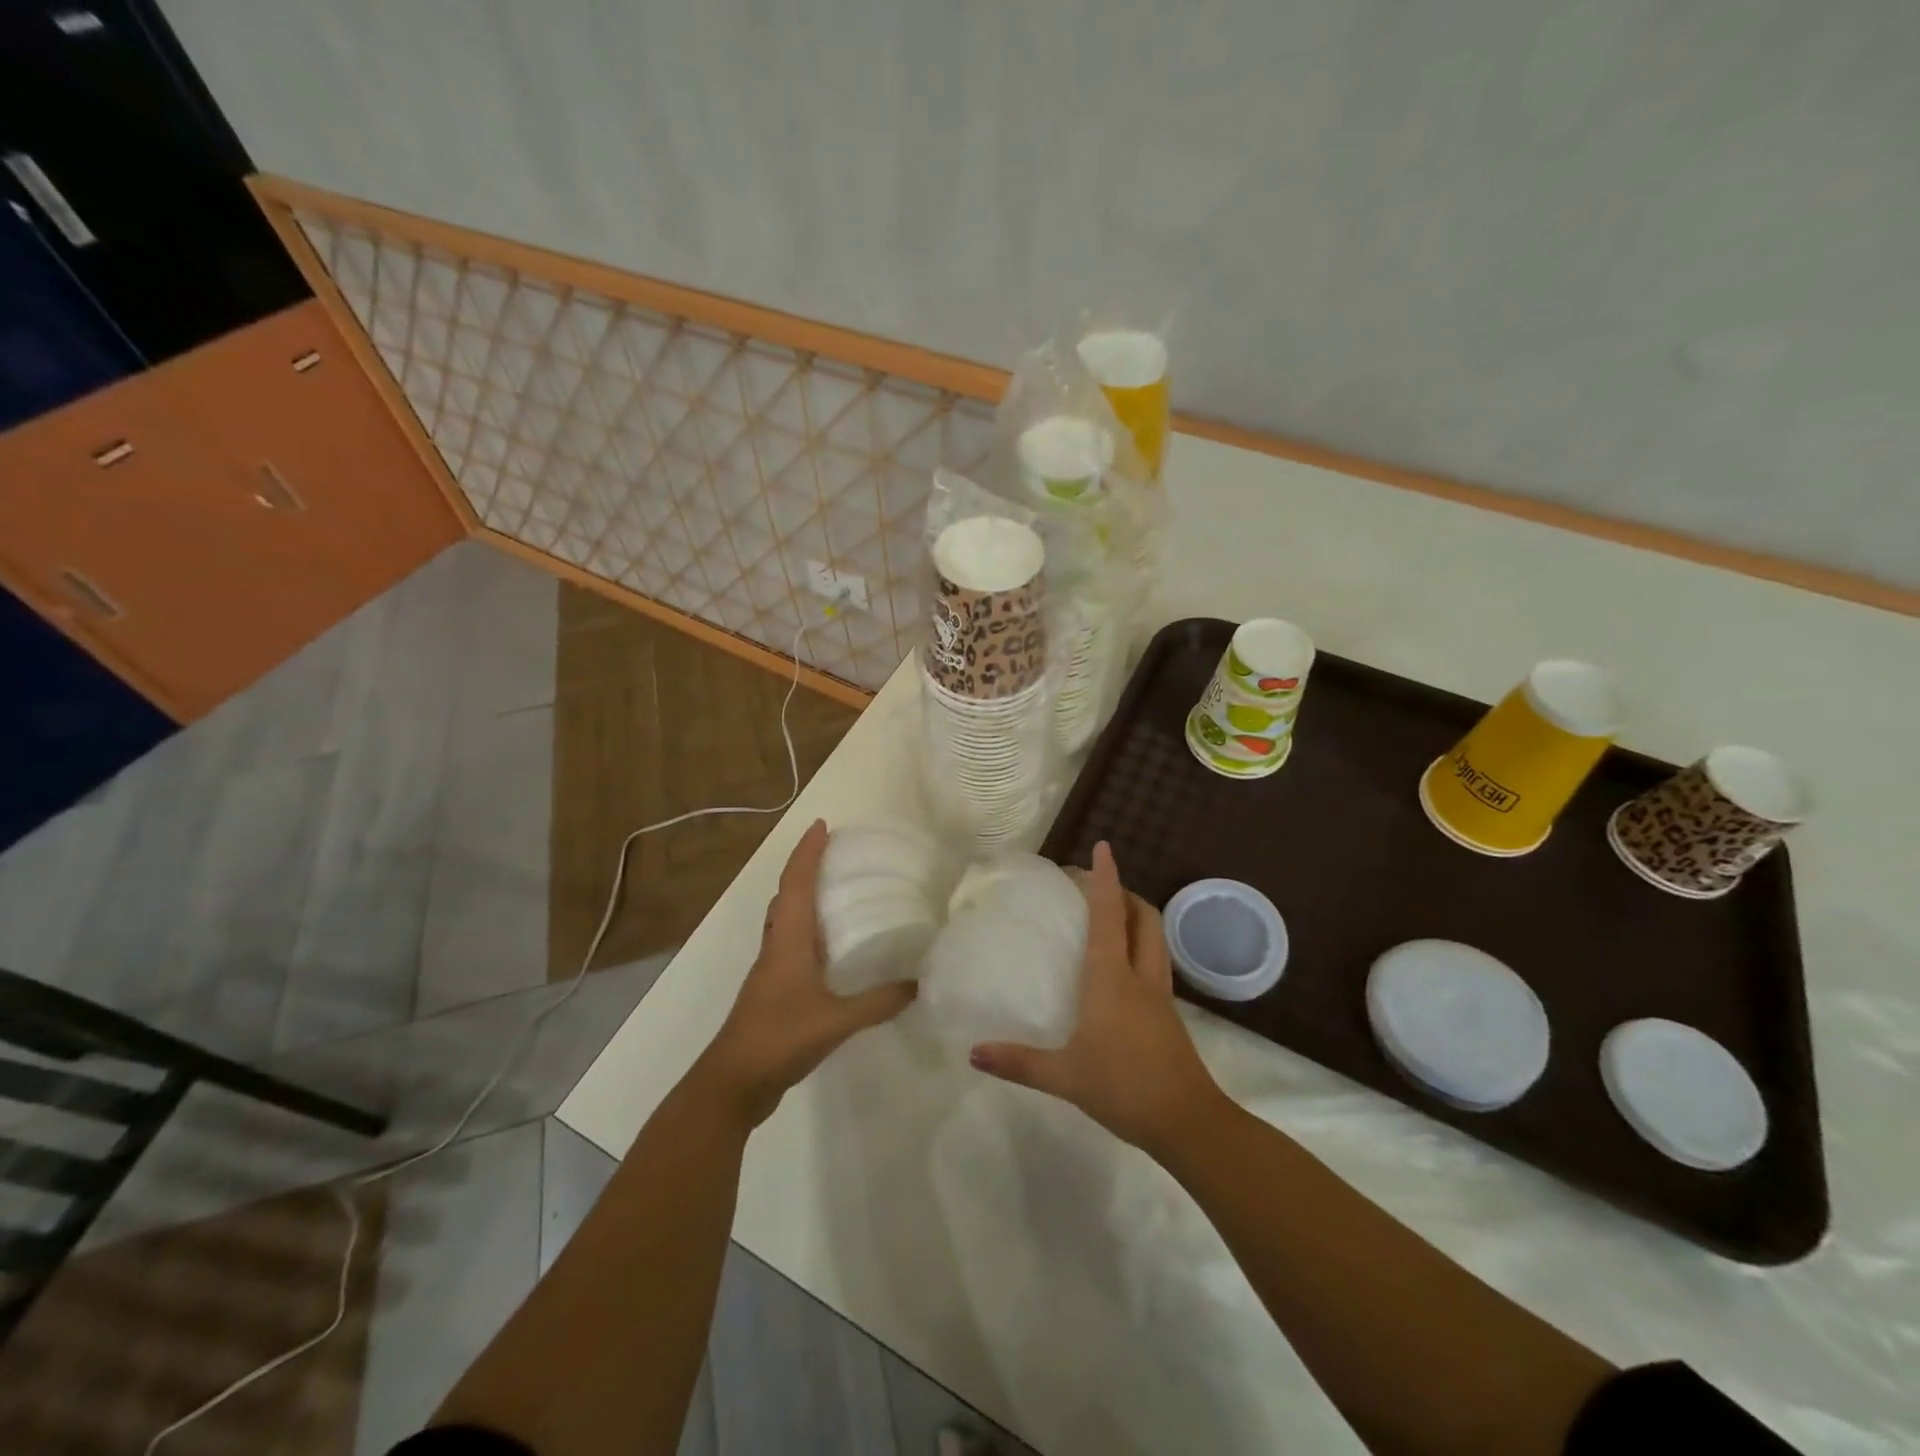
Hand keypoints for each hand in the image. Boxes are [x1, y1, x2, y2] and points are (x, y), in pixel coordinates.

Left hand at [697, 820, 916, 1126]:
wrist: (732, 1084)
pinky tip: (833, 947)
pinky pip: (793, 944)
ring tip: (839, 890)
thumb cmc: (779, 1038)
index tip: (823, 825)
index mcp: (788, 940)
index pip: (796, 883)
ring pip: (788, 919)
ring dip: (806, 897)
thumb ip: (879, 1002)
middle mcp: (777, 945)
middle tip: (838, 853)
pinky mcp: (774, 990)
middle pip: (788, 894)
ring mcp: (772, 969)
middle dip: (807, 868)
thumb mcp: (836, 1021)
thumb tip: (920, 983)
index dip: (807, 852)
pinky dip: (810, 930)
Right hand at [969, 842, 1224, 1152]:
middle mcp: (1139, 975)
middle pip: (1142, 916)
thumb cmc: (1124, 1087)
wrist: (1188, 1122)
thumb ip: (1018, 1062)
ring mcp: (1159, 993)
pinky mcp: (1168, 1013)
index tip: (1103, 847)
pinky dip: (1139, 945)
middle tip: (1095, 886)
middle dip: (1123, 891)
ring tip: (1109, 915)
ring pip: (1154, 936)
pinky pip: (1154, 961)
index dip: (1105, 878)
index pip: (1108, 914)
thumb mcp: (1065, 1076)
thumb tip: (973, 1053)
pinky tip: (1120, 967)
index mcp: (1112, 977)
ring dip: (1135, 915)